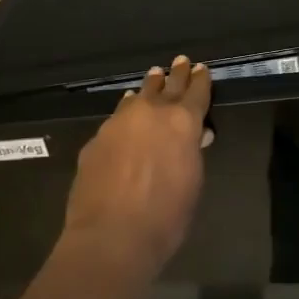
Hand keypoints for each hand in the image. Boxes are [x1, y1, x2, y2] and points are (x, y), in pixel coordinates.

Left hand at [61, 56, 211, 292]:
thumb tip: (195, 137)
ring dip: (148, 88)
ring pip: (138, 96)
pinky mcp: (96, 139)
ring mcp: (119, 123)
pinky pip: (117, 117)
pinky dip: (126, 111)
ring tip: (153, 78)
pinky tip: (125, 112)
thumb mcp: (192, 182)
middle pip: (167, 86)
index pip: (196, 92)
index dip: (201, 80)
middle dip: (175, 74)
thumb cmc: (166, 216)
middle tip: (180, 61)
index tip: (202, 68)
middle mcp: (151, 113)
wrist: (111, 237)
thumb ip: (192, 153)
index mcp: (183, 122)